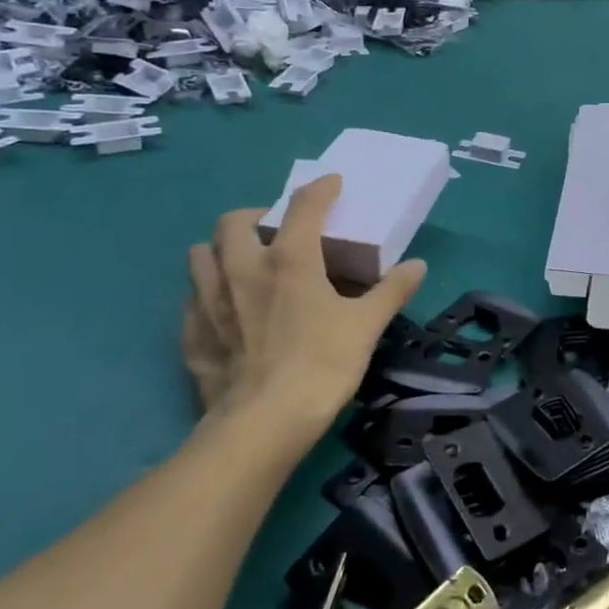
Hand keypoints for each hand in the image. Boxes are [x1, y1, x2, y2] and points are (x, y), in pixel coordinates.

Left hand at [181, 178, 424, 428]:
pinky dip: (206, 294)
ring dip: (220, 250)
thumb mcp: (366, 325)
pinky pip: (191, 300)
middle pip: (233, 222)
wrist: (263, 424)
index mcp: (289, 261)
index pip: (303, 207)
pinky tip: (224, 310)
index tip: (331, 184)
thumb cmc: (321, 365)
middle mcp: (242, 270)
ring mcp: (209, 302)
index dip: (319, 189)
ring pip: (200, 255)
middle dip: (255, 216)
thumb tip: (417, 265)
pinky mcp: (191, 335)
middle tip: (275, 230)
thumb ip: (392, 291)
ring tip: (242, 263)